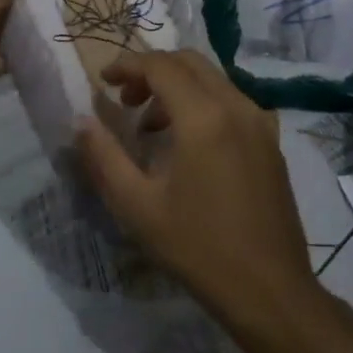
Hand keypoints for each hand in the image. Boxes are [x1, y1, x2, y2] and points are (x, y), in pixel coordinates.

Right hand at [74, 50, 313, 320]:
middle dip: (152, 71)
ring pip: (213, 78)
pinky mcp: (271, 141)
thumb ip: (105, 157)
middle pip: (189, 62)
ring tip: (151, 126)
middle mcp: (236, 106)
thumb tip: (81, 122)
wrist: (270, 290)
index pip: (160, 66)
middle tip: (125, 101)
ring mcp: (260, 122)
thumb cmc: (198, 247)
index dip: (127, 66)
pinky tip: (188, 143)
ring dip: (177, 86)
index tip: (103, 81)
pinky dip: (203, 102)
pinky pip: (232, 100)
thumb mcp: (137, 206)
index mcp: (203, 117)